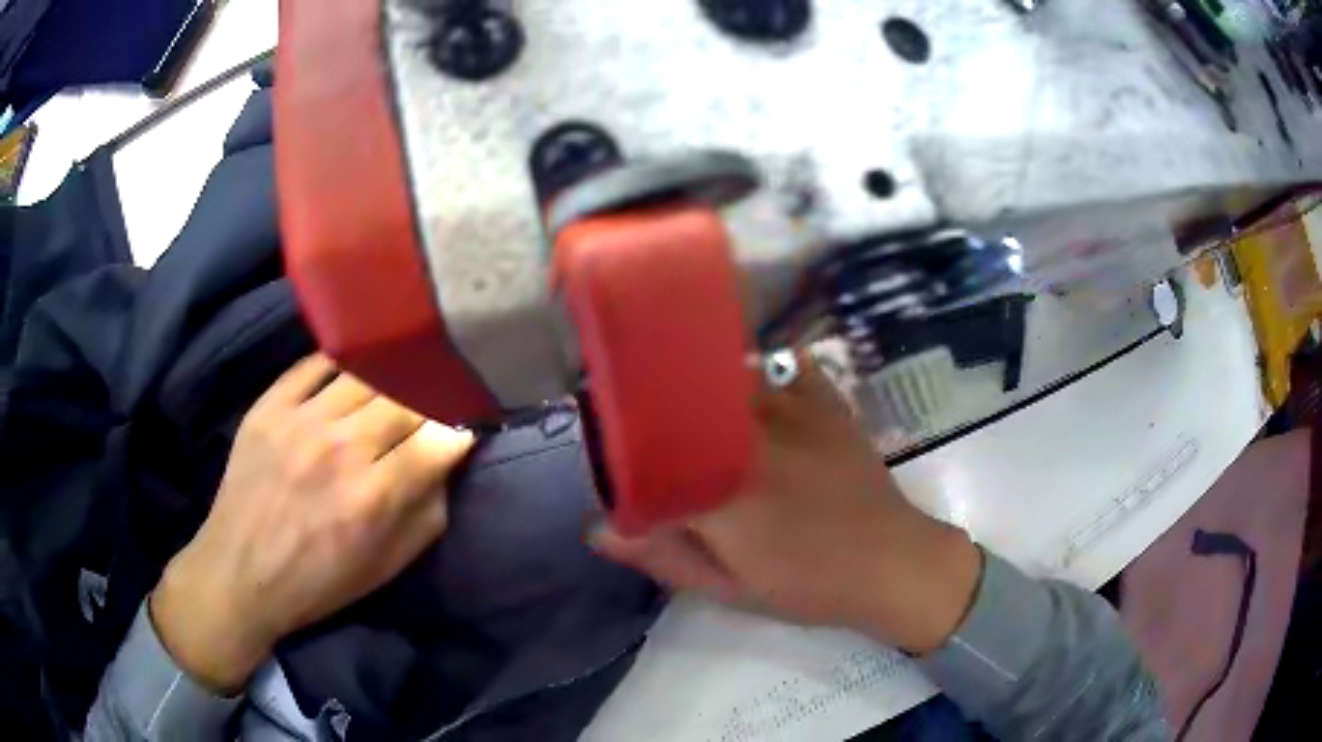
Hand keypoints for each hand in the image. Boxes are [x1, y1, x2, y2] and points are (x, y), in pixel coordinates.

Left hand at [151, 354, 474, 693]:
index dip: (463, 427)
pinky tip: (354, 371)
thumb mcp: (388, 566)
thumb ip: (427, 513)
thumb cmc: (319, 580)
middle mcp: (342, 449)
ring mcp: (301, 420)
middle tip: (436, 400)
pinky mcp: (270, 404)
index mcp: (375, 497)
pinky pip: (316, 363)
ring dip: (392, 377)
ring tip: (399, 381)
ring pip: (366, 373)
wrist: (240, 570)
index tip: (468, 425)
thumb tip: (447, 463)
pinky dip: (343, 363)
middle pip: (408, 397)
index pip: (441, 438)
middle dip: (432, 398)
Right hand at [592, 353, 981, 654]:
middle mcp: (750, 436)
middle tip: (644, 426)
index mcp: (721, 488)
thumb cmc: (807, 584)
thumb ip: (663, 555)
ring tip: (686, 400)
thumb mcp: (728, 587)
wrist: (891, 562)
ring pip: (725, 376)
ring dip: (700, 386)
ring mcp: (792, 410)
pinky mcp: (824, 401)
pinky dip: (759, 369)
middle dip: (654, 407)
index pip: (646, 449)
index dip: (620, 446)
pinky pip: (781, 365)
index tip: (609, 451)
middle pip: (681, 399)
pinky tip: (748, 381)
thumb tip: (598, 526)